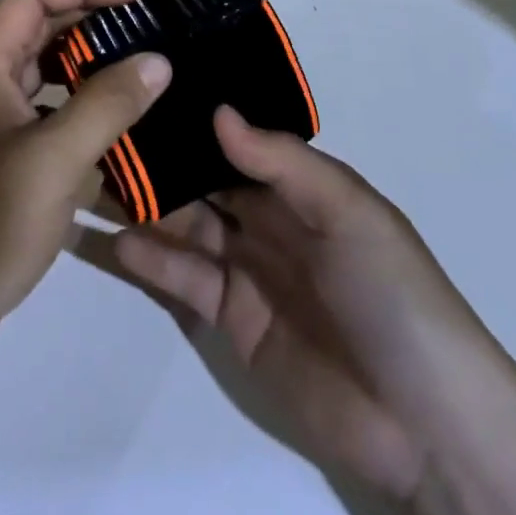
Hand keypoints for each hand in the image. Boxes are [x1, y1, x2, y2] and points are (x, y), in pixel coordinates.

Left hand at [0, 0, 172, 373]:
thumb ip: (107, 104)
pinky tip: (113, 119)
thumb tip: (157, 60)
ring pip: (39, 64)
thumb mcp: (53, 161)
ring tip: (141, 67)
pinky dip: (75, 99)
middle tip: (152, 31)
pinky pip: (39, 102)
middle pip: (37, 22)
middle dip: (94, 18)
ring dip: (87, 59)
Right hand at [113, 107, 511, 499]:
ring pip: (185, 224)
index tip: (143, 89)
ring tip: (89, 179)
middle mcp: (267, 220)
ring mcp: (246, 270)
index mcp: (299, 187)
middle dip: (159, 159)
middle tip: (98, 131)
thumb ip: (281, 162)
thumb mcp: (348, 211)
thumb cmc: (393, 294)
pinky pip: (183, 279)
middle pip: (203, 182)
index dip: (195, 120)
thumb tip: (217, 111)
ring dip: (144, 205)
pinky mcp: (230, 320)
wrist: (426, 424)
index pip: (236, 143)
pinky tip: (113, 239)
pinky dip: (150, 259)